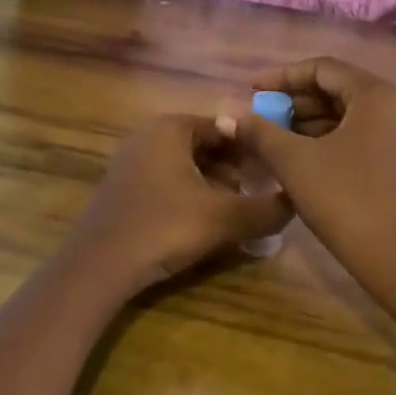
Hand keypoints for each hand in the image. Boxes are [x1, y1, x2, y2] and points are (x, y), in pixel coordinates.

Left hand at [65, 114, 291, 295]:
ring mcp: (132, 162)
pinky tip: (206, 222)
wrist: (98, 268)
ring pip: (188, 165)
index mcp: (171, 128)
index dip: (255, 147)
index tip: (277, 170)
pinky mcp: (124, 189)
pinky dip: (192, 195)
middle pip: (207, 145)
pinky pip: (168, 182)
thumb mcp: (224, 218)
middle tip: (262, 192)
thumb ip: (267, 210)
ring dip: (216, 184)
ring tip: (239, 210)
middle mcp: (149, 135)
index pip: (226, 126)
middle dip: (237, 167)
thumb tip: (297, 202)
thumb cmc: (164, 228)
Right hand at [228, 58, 395, 317]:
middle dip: (295, 101)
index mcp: (377, 95)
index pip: (323, 69)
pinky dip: (329, 140)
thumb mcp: (296, 163)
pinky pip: (361, 137)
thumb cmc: (346, 200)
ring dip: (310, 123)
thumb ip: (260, 132)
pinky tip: (301, 157)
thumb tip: (227, 114)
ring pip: (349, 116)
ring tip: (273, 137)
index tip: (251, 89)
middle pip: (338, 90)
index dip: (282, 76)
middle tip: (260, 116)